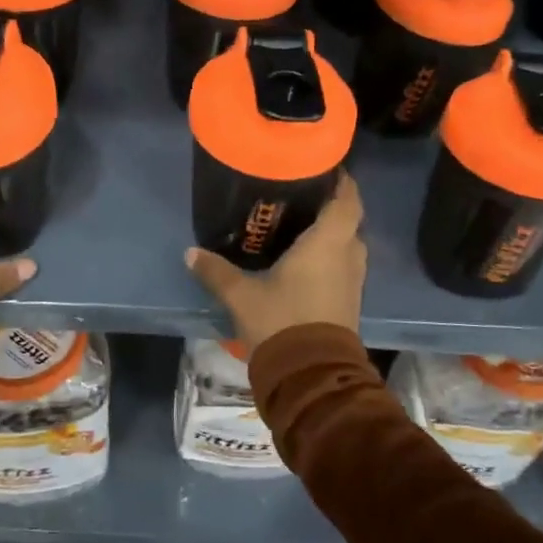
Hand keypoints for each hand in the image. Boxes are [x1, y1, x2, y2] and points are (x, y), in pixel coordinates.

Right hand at [184, 173, 365, 352]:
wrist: (311, 375)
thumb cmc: (282, 321)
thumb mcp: (242, 296)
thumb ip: (217, 271)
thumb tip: (190, 253)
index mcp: (328, 243)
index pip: (347, 200)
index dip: (343, 181)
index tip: (326, 167)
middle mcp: (347, 256)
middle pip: (349, 220)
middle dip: (332, 205)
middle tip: (304, 194)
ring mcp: (352, 281)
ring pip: (348, 244)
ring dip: (333, 232)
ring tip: (302, 223)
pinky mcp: (349, 301)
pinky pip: (344, 265)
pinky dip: (331, 255)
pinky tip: (305, 259)